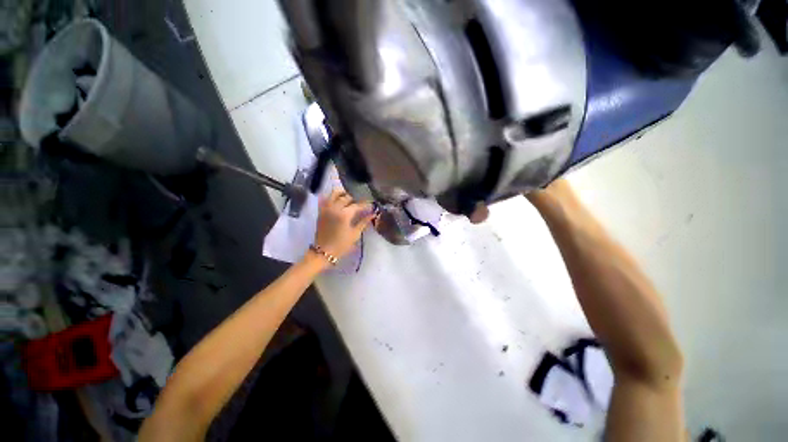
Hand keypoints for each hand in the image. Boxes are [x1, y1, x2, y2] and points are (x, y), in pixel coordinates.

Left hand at [314, 189, 376, 260]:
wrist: (323, 252)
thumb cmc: (341, 245)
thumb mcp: (355, 234)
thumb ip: (364, 222)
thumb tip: (373, 214)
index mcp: (345, 214)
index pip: (357, 205)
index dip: (365, 204)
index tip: (371, 204)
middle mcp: (335, 208)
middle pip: (346, 197)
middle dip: (355, 199)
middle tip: (361, 203)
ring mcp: (326, 208)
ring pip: (334, 193)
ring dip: (343, 194)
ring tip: (349, 198)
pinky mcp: (321, 211)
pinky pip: (326, 198)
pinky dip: (332, 196)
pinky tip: (338, 199)